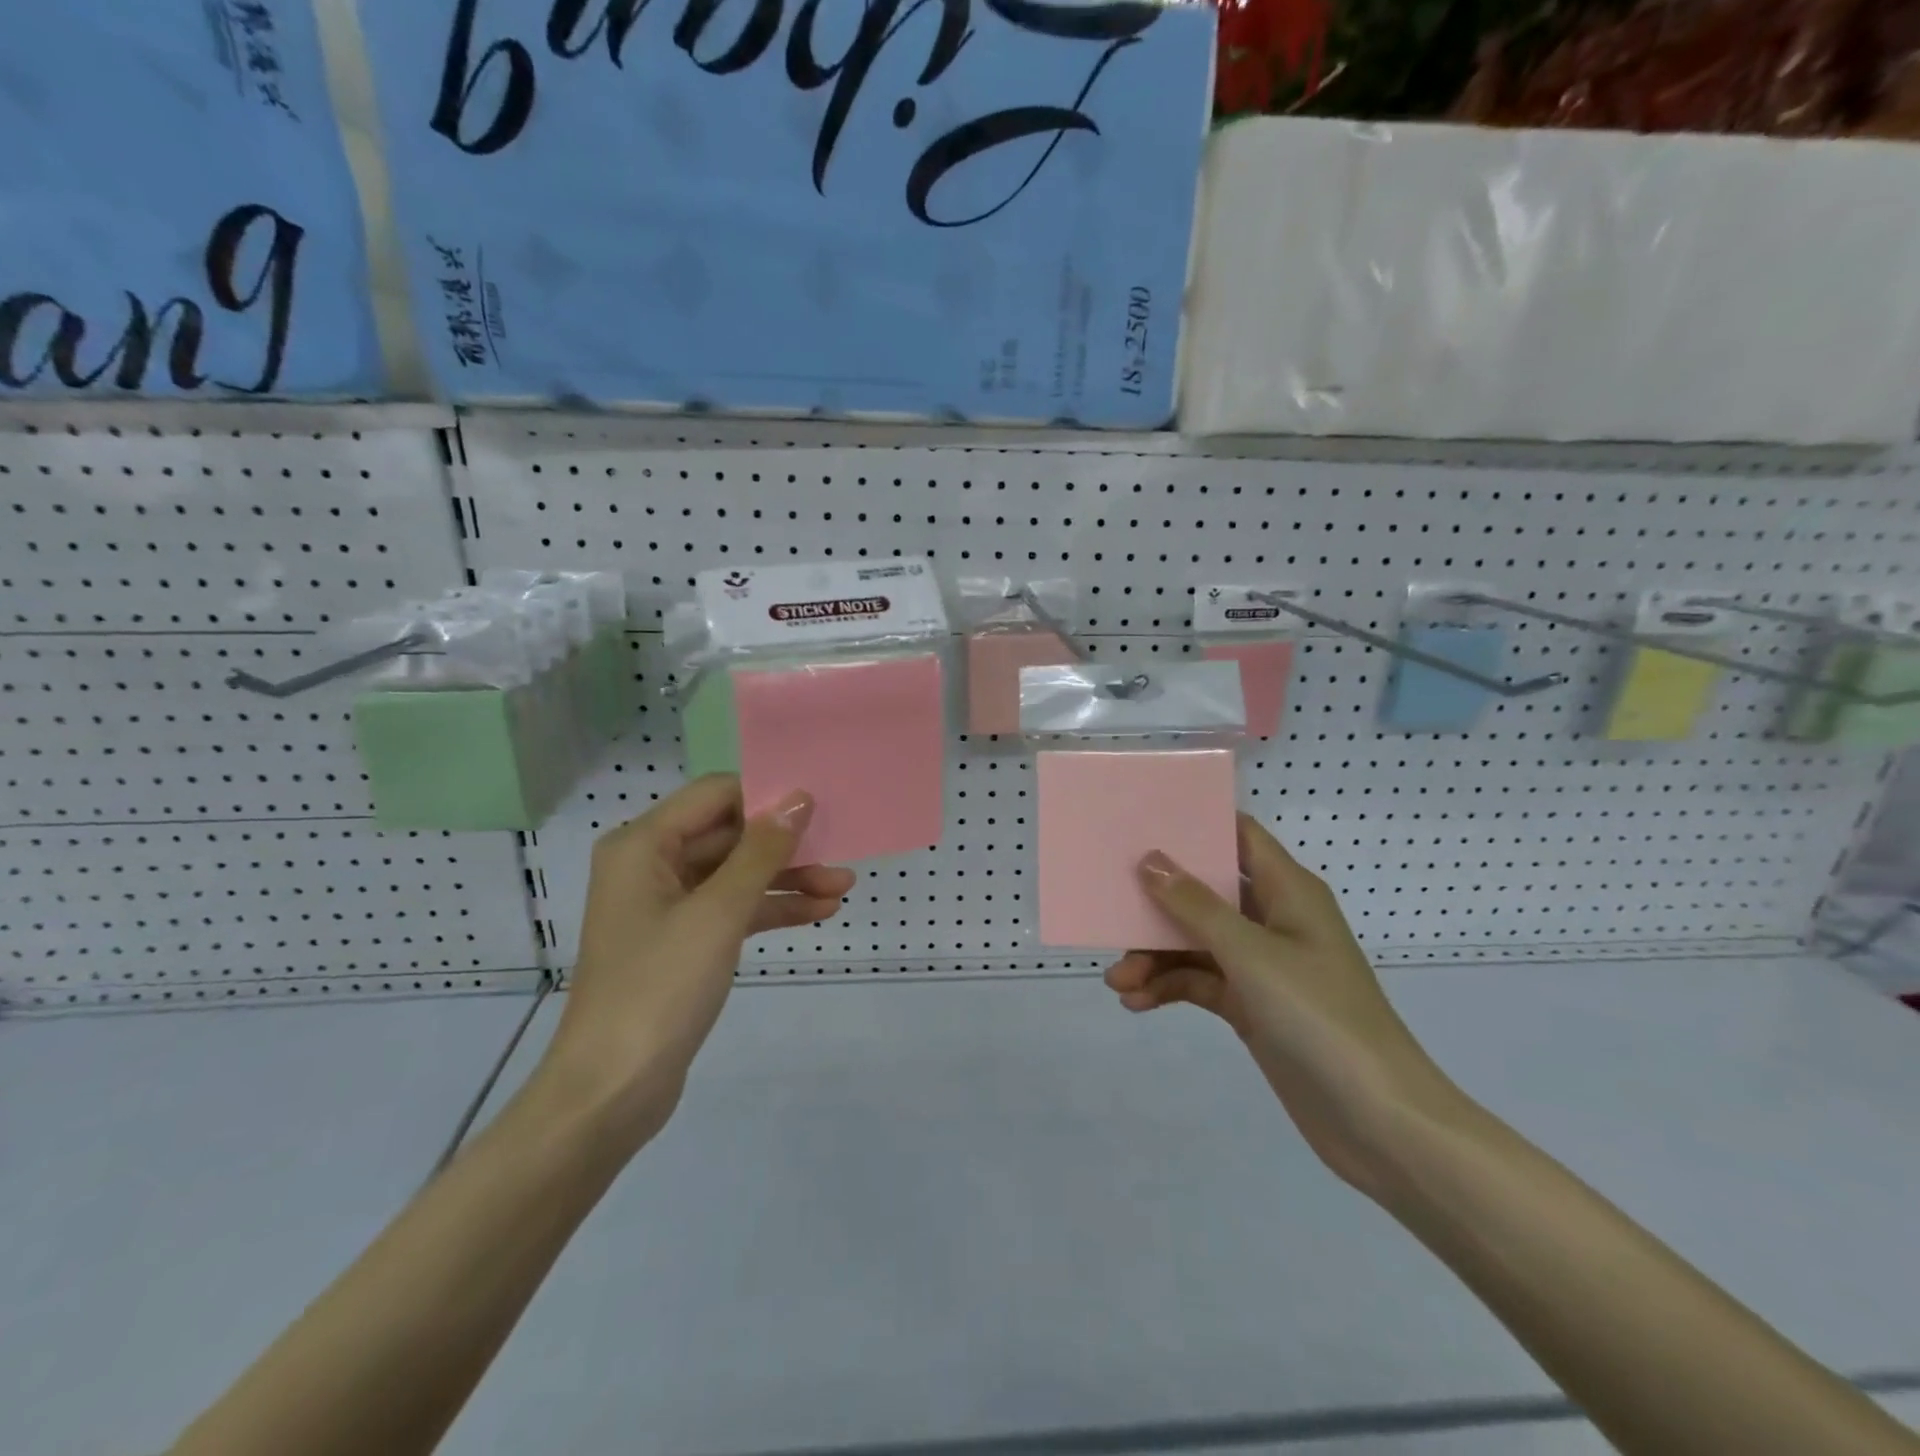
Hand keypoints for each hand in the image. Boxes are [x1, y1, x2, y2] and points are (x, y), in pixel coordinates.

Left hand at [539, 775, 854, 1144]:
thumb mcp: (718, 913)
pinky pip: (733, 909)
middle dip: (786, 845)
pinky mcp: (683, 941)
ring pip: (736, 874)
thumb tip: (798, 798)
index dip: (766, 795)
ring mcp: (667, 905)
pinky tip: (818, 913)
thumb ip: (761, 852)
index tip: (820, 804)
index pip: (715, 794)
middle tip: (842, 849)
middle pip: (730, 835)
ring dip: (787, 879)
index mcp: (644, 844)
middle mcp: (651, 864)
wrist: (612, 1091)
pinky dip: (771, 909)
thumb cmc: (659, 988)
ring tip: (843, 887)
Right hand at [1105, 815, 1457, 1196]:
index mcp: (1288, 891)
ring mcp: (1262, 965)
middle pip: (1206, 892)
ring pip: (1196, 942)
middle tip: (1111, 907)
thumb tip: (1150, 860)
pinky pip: (1201, 982)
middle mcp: (1274, 919)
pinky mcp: (1252, 1006)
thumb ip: (1196, 906)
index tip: (1141, 821)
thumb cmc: (1320, 1017)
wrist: (1378, 1121)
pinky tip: (1137, 1002)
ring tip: (1117, 980)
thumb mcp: (1251, 954)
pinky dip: (1170, 988)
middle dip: (1158, 902)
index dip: (1196, 824)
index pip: (1239, 836)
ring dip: (1156, 956)